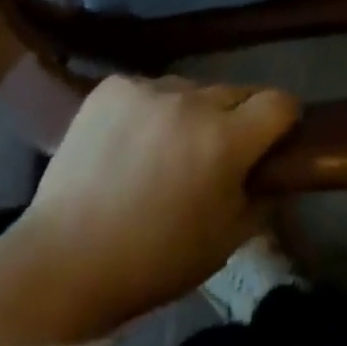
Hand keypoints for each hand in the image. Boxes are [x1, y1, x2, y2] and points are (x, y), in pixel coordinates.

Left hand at [14, 75, 299, 331]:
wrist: (62, 260)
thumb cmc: (152, 261)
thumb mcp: (222, 244)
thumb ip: (259, 200)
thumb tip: (274, 174)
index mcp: (225, 139)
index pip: (278, 102)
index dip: (284, 119)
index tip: (277, 136)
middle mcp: (192, 100)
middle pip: (234, 92)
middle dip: (235, 119)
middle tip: (216, 153)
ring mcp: (150, 86)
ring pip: (189, 90)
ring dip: (189, 112)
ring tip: (164, 150)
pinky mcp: (114, 84)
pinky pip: (147, 89)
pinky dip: (147, 110)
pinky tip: (128, 142)